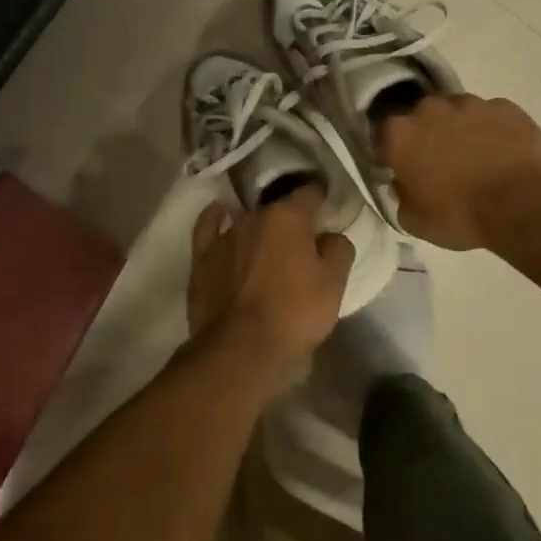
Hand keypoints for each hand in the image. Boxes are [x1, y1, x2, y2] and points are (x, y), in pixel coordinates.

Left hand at [188, 186, 354, 365]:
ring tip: (268, 244)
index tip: (326, 208)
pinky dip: (215, 217)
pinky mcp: (202, 257)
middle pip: (277, 209)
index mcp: (288, 217)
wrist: (240, 348)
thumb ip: (338, 250)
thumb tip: (330, 236)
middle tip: (301, 243)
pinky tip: (219, 212)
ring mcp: (224, 236)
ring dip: (259, 228)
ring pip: (247, 221)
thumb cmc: (294, 313)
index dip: (320, 198)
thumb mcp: (333, 284)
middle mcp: (254, 217)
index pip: (309, 193)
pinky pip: (208, 227)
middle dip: (290, 221)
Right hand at [377, 94, 540, 250]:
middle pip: (421, 119)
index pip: (384, 138)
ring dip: (460, 130)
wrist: (523, 205)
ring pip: (457, 113)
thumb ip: (400, 196)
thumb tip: (403, 183)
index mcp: (400, 135)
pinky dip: (492, 130)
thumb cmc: (461, 216)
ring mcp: (470, 104)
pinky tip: (502, 153)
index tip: (402, 170)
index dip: (392, 155)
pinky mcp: (505, 106)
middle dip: (426, 136)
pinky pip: (491, 116)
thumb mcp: (414, 220)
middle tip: (440, 163)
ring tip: (475, 158)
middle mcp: (430, 109)